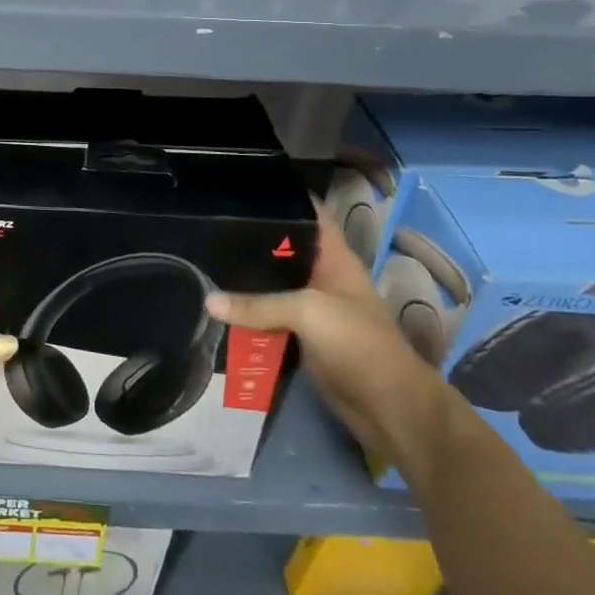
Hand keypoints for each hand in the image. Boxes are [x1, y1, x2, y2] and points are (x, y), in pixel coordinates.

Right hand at [206, 208, 448, 465]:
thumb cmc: (359, 344)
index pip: (311, 213)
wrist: (390, 408)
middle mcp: (322, 277)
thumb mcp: (308, 312)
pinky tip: (218, 304)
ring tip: (204, 257)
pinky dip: (247, 314)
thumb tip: (208, 301)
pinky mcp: (303, 337)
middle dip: (252, 237)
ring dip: (246, 279)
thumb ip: (257, 305)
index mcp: (335, 258)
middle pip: (284, 249)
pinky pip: (269, 318)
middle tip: (210, 223)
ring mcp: (313, 309)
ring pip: (273, 286)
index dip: (285, 195)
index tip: (246, 185)